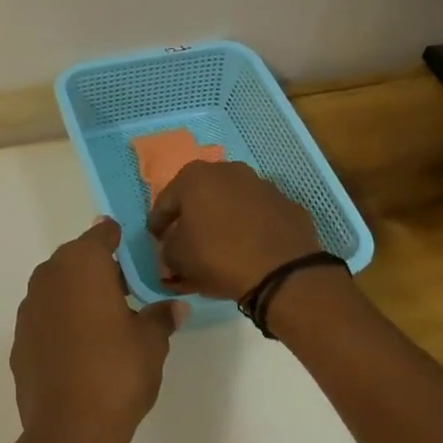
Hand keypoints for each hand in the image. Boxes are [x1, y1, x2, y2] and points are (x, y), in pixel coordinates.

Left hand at [11, 218, 178, 442]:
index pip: (101, 234)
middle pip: (76, 259)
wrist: (68, 430)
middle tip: (127, 289)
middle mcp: (49, 277)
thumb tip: (175, 307)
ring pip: (57, 287)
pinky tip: (80, 349)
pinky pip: (45, 317)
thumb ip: (161, 317)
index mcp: (82, 265)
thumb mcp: (151, 342)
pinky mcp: (19, 340)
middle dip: (99, 268)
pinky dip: (61, 322)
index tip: (135, 250)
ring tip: (106, 321)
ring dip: (78, 295)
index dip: (118, 238)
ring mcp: (29, 309)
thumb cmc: (117, 373)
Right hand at [147, 160, 322, 300]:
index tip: (155, 240)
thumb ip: (167, 249)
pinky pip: (258, 215)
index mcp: (195, 177)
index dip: (157, 224)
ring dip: (222, 219)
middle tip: (186, 239)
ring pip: (232, 202)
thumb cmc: (218, 256)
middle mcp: (228, 171)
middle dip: (192, 216)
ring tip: (220, 244)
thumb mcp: (177, 258)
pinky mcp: (287, 204)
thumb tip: (171, 248)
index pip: (165, 202)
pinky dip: (250, 226)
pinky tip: (248, 248)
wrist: (282, 271)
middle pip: (200, 196)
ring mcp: (262, 184)